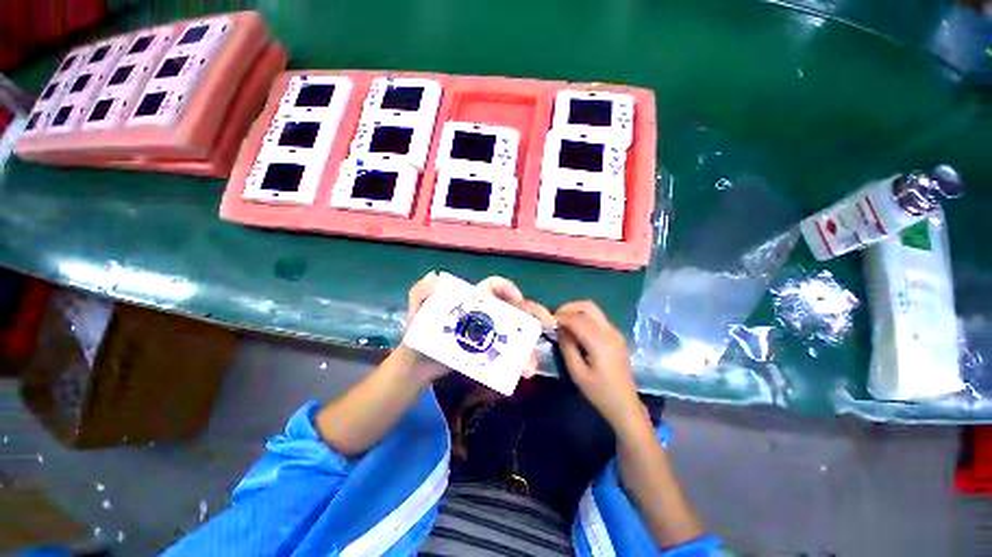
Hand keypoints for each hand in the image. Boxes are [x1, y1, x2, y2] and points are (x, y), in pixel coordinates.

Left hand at [405, 272, 554, 378]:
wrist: (416, 366)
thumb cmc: (418, 335)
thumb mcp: (416, 312)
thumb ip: (420, 293)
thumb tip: (435, 276)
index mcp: (472, 302)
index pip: (494, 288)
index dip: (508, 288)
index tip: (517, 298)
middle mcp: (485, 315)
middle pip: (514, 310)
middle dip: (534, 315)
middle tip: (548, 324)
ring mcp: (489, 335)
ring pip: (516, 334)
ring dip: (529, 346)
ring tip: (532, 364)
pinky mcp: (490, 353)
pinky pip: (510, 353)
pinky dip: (520, 361)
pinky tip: (525, 371)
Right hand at [555, 301, 644, 432]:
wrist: (624, 404)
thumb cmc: (599, 392)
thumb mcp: (577, 372)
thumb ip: (567, 347)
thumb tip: (560, 329)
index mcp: (600, 342)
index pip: (577, 319)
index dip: (561, 317)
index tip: (548, 320)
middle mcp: (610, 332)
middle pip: (588, 306)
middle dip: (568, 307)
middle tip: (555, 318)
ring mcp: (615, 332)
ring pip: (593, 309)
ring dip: (576, 311)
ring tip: (563, 322)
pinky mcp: (615, 335)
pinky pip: (597, 317)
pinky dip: (583, 317)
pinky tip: (575, 328)